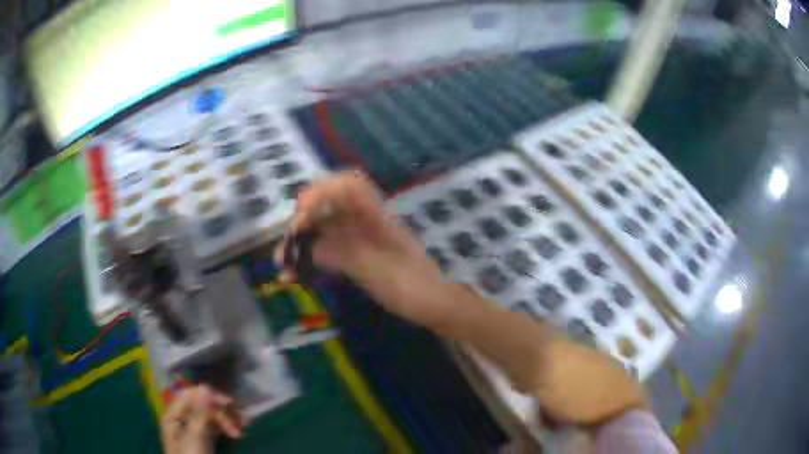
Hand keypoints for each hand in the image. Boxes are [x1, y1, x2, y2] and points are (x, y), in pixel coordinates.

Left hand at [161, 385, 245, 453]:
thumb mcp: (195, 436)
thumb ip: (200, 412)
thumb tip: (205, 386)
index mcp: (173, 415)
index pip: (189, 395)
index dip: (208, 395)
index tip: (229, 403)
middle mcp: (182, 419)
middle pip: (201, 406)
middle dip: (221, 412)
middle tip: (241, 425)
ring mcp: (193, 431)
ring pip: (210, 417)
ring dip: (227, 419)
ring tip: (245, 425)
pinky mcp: (204, 441)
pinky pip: (215, 428)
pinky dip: (226, 428)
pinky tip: (239, 430)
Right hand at [275, 171, 459, 328]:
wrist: (434, 305)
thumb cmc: (410, 286)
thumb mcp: (374, 269)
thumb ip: (341, 252)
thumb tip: (309, 242)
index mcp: (376, 217)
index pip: (349, 185)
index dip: (323, 189)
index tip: (301, 209)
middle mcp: (368, 222)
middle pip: (330, 208)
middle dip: (304, 222)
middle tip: (285, 247)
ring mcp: (363, 240)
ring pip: (326, 232)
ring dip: (303, 243)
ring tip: (283, 264)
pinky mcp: (360, 258)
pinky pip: (331, 251)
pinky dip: (313, 259)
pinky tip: (296, 276)